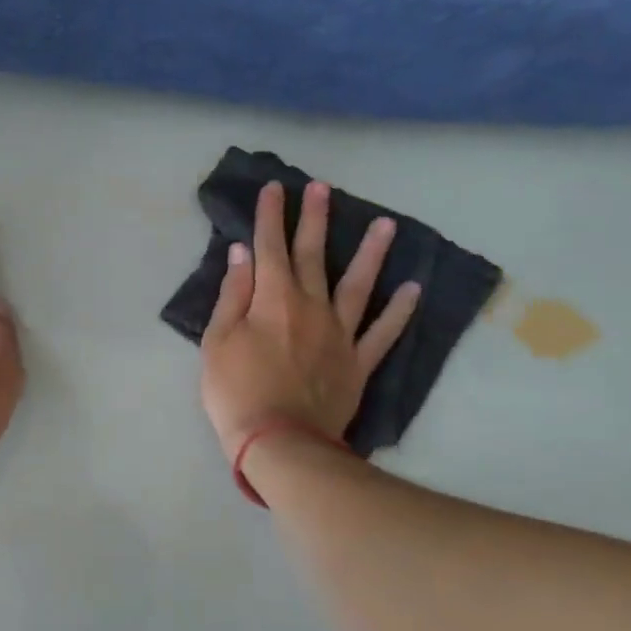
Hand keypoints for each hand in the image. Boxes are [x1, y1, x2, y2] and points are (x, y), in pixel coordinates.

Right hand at [200, 180, 419, 462]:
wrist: (279, 442)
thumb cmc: (236, 392)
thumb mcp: (217, 341)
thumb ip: (232, 295)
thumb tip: (242, 254)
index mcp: (272, 300)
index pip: (269, 248)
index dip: (270, 216)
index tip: (274, 188)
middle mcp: (311, 306)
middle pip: (312, 256)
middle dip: (314, 219)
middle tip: (322, 188)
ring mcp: (340, 334)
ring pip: (358, 285)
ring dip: (370, 253)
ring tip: (385, 224)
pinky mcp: (358, 362)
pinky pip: (384, 332)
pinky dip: (400, 310)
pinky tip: (413, 288)